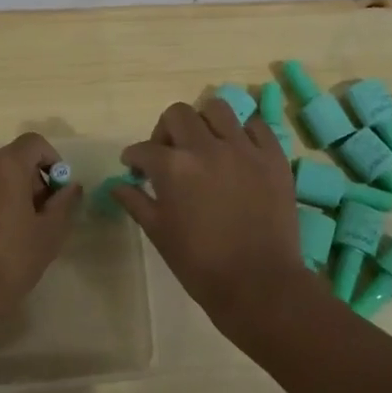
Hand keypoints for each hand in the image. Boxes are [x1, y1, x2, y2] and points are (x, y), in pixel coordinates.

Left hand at [0, 133, 84, 344]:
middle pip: (8, 162)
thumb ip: (64, 204)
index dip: (52, 161)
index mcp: (4, 166)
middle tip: (38, 218)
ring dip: (1, 198)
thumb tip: (71, 186)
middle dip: (27, 182)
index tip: (58, 192)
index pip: (34, 143)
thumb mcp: (49, 235)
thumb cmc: (9, 262)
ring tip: (9, 236)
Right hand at [112, 101, 306, 323]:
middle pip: (178, 114)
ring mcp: (244, 149)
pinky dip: (242, 132)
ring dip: (203, 121)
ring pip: (217, 108)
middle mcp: (206, 147)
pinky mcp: (273, 157)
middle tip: (168, 153)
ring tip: (204, 143)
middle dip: (165, 130)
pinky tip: (238, 151)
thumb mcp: (160, 234)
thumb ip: (136, 202)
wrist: (259, 284)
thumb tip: (118, 185)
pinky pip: (256, 126)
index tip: (135, 168)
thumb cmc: (201, 264)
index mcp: (173, 167)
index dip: (133, 157)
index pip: (143, 149)